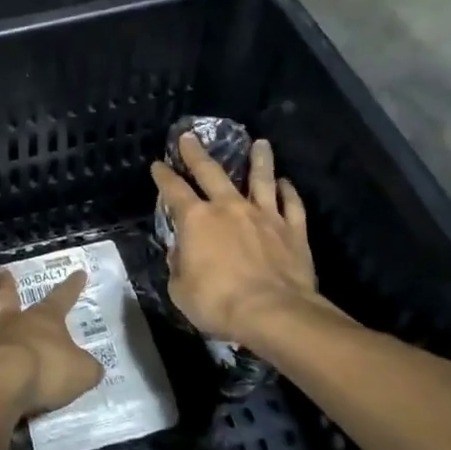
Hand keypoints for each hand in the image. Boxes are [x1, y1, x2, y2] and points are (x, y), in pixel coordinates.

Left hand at [0, 270, 103, 417]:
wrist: (2, 385)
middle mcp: (15, 322)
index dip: (72, 286)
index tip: (78, 272)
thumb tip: (92, 368)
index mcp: (45, 319)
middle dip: (6, 284)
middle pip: (9, 297)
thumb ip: (87, 368)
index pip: (63, 297)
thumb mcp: (81, 372)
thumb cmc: (47, 370)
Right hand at [151, 134, 346, 346]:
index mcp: (196, 220)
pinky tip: (286, 183)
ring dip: (259, 159)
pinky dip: (288, 192)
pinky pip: (292, 205)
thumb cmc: (219, 303)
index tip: (158, 164)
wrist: (275, 313)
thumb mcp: (180, 290)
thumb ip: (178, 266)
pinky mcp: (293, 230)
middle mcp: (229, 208)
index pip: (173, 190)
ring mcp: (264, 215)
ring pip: (261, 179)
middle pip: (211, 172)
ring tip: (260, 143)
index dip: (163, 176)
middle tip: (190, 136)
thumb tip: (179, 253)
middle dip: (197, 153)